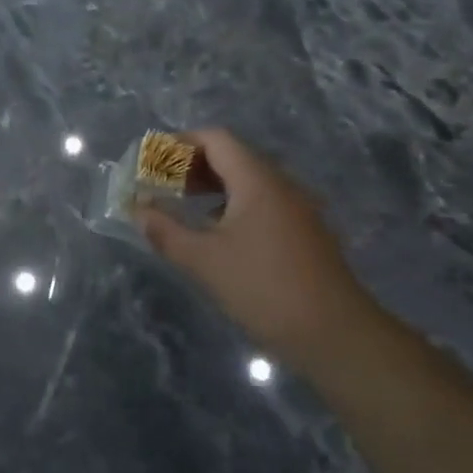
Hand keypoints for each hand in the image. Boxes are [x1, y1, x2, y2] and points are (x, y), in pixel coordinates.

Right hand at [136, 129, 377, 368]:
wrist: (334, 333)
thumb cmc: (263, 288)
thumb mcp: (204, 260)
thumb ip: (165, 231)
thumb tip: (138, 210)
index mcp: (258, 181)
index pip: (217, 140)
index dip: (180, 143)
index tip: (152, 160)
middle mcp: (282, 185)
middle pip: (233, 156)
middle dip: (192, 164)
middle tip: (160, 182)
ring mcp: (297, 209)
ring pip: (249, 180)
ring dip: (212, 185)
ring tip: (181, 203)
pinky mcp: (303, 232)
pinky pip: (262, 202)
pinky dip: (232, 203)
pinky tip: (214, 230)